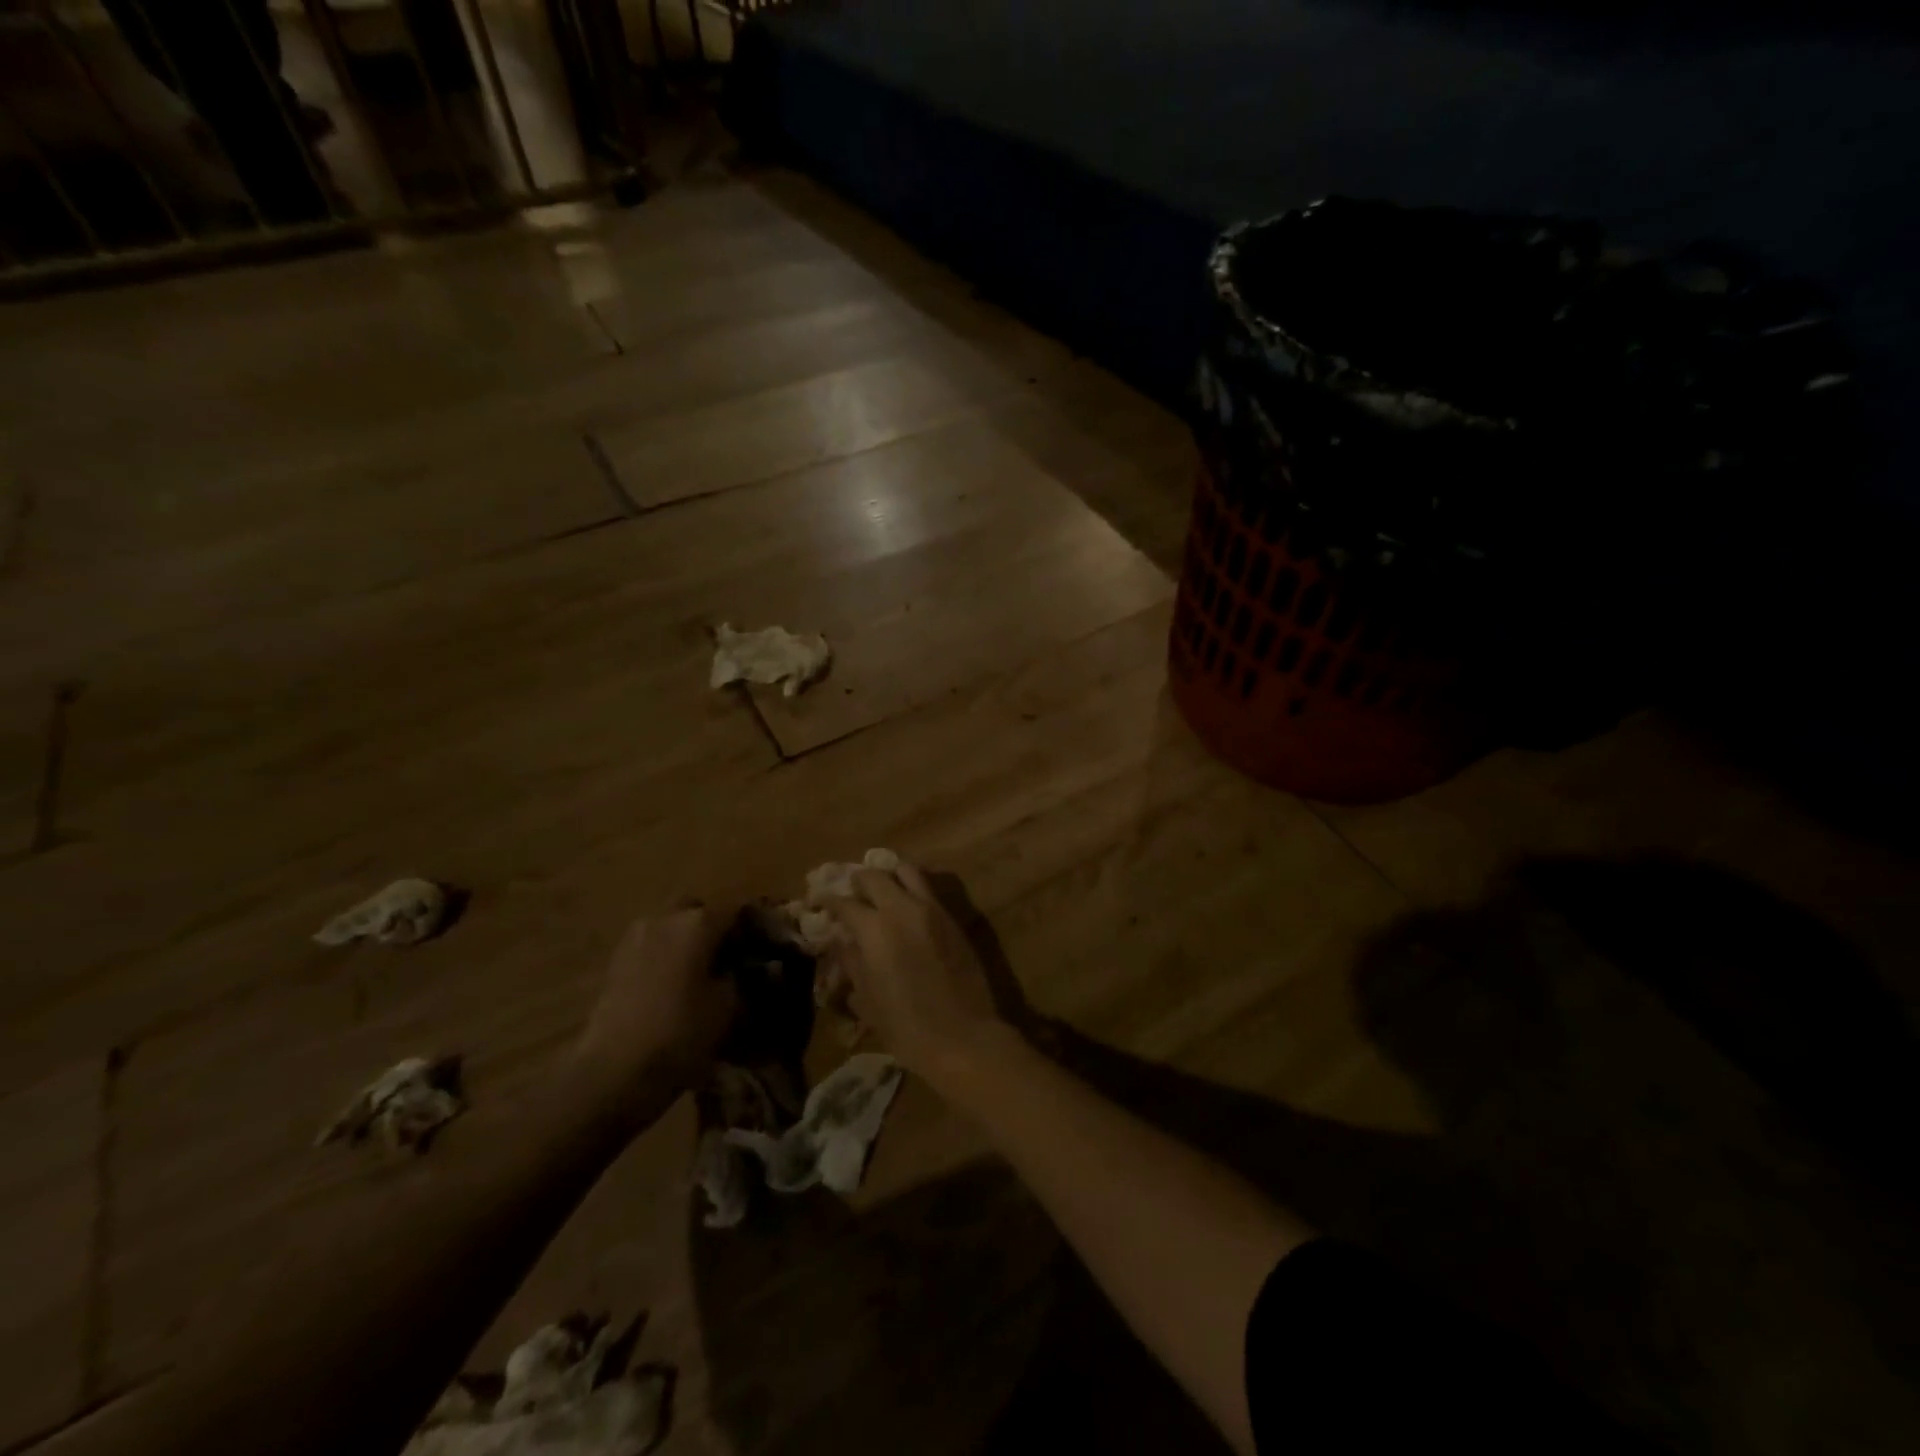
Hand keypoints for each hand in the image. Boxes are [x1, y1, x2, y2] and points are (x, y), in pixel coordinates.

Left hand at [571, 904, 737, 1118]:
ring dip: (686, 943)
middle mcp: (665, 918)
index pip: (737, 911)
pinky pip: (651, 947)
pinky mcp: (615, 961)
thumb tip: (750, 967)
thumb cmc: (680, 1034)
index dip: (753, 929)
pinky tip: (673, 987)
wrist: (612, 1072)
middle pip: (698, 912)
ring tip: (700, 976)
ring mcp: (635, 938)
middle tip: (728, 959)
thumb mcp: (728, 1008)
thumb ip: (743, 978)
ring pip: (671, 928)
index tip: (764, 951)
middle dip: (714, 929)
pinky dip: (665, 958)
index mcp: (698, 922)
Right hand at [824, 863, 1010, 1085]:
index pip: (844, 903)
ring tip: (881, 887)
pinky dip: (912, 887)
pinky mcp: (953, 918)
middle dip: (858, 880)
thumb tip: (841, 941)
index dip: (828, 900)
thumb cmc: (906, 1026)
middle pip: (875, 877)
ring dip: (889, 874)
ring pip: (907, 871)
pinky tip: (905, 904)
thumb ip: (852, 962)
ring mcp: (932, 909)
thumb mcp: (867, 998)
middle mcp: (902, 909)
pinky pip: (928, 889)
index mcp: (875, 929)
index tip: (818, 900)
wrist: (963, 1036)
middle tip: (850, 890)